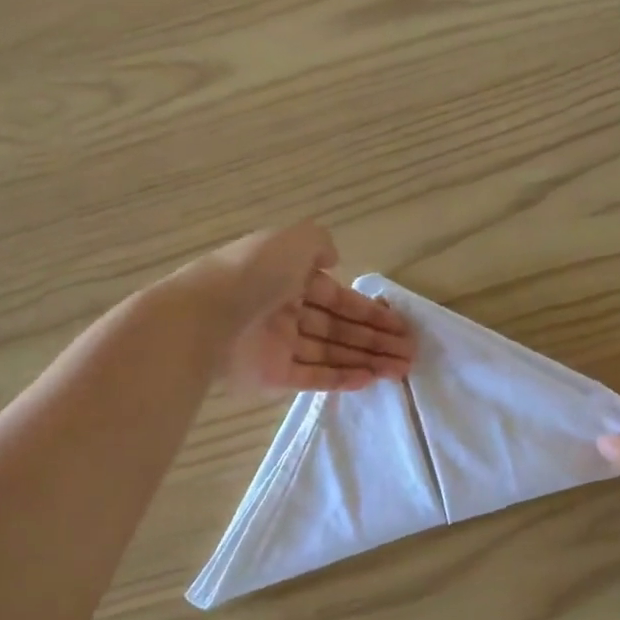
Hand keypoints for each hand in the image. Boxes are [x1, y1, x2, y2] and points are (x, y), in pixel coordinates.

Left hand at [189, 224, 414, 392]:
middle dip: (376, 340)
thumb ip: (319, 244)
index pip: (338, 298)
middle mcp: (287, 312)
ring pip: (332, 354)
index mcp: (290, 280)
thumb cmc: (256, 272)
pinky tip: (370, 379)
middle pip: (340, 329)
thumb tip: (334, 259)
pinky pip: (313, 377)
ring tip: (401, 369)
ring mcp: (280, 346)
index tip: (400, 326)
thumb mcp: (293, 240)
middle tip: (410, 353)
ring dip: (367, 360)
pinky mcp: (273, 376)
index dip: (370, 312)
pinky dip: (341, 378)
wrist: (208, 314)